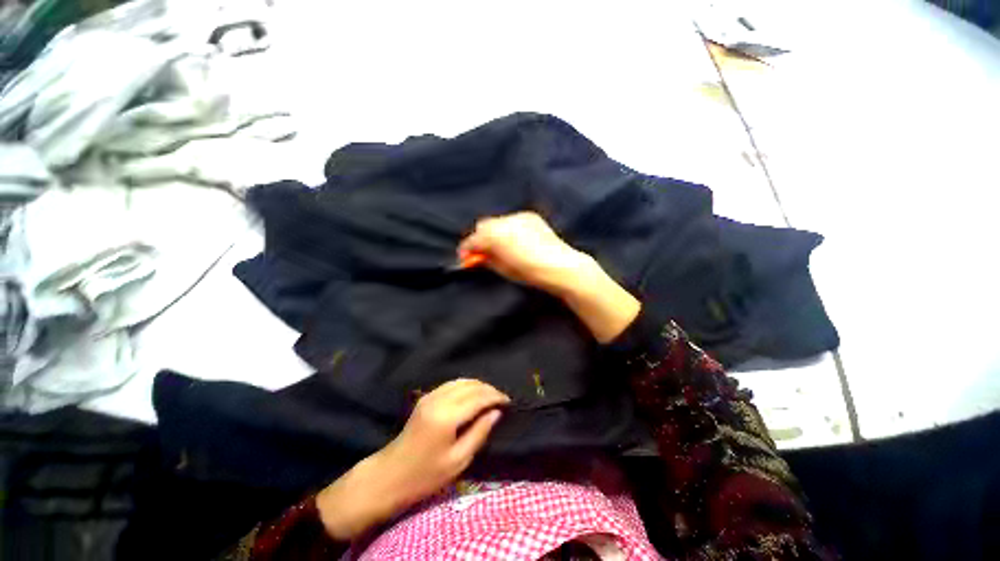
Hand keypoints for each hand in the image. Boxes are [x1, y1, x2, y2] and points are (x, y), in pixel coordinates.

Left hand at [317, 379, 508, 539]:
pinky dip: (467, 386)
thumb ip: (479, 432)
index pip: (478, 397)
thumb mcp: (458, 460)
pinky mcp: (426, 397)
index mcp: (447, 416)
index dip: (496, 397)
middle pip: (471, 385)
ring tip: (490, 397)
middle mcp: (439, 399)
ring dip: (478, 386)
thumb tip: (496, 412)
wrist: (390, 475)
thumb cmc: (425, 475)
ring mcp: (431, 396)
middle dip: (489, 389)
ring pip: (462, 381)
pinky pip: (452, 384)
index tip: (509, 402)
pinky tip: (473, 395)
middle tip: (502, 400)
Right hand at [458, 212, 594, 296]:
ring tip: (502, 247)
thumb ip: (486, 260)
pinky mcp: (530, 216)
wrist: (560, 266)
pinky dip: (509, 229)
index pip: (473, 239)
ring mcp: (518, 216)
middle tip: (483, 253)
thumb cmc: (530, 273)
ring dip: (495, 233)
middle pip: (483, 226)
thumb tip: (477, 257)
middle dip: (481, 239)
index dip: (466, 249)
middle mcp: (504, 221)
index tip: (465, 259)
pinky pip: (512, 221)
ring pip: (498, 222)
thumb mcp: (503, 270)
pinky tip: (516, 241)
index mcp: (495, 236)